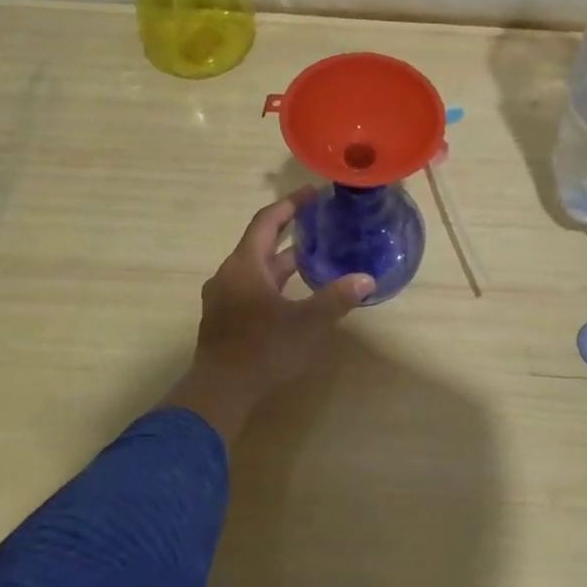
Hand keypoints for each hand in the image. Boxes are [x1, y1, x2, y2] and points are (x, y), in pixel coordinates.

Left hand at [162, 190, 373, 445]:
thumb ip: (336, 298)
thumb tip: (367, 279)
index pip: (267, 221)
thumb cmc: (263, 350)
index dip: (290, 204)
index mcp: (245, 265)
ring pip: (255, 267)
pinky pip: (249, 286)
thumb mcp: (307, 323)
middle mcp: (229, 274)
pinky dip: (271, 281)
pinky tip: (292, 293)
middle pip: (259, 242)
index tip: (312, 193)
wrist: (220, 393)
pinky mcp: (223, 318)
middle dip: (288, 231)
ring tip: (311, 256)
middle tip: (317, 222)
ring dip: (280, 260)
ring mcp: (222, 297)